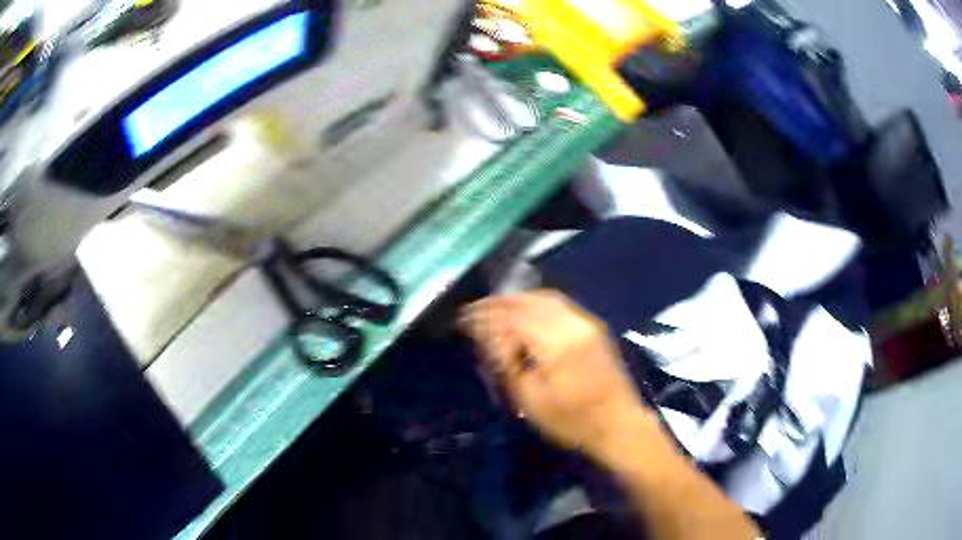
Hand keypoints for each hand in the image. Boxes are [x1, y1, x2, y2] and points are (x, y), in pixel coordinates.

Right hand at [459, 290, 655, 454]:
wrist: (618, 424)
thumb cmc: (571, 421)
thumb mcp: (530, 400)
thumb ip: (507, 364)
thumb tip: (488, 339)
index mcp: (556, 342)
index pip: (512, 318)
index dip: (485, 316)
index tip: (463, 319)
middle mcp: (572, 323)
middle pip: (528, 301)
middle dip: (498, 303)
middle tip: (474, 309)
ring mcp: (586, 322)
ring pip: (545, 298)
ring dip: (517, 300)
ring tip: (495, 307)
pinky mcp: (593, 327)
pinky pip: (560, 304)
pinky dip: (536, 303)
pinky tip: (524, 311)